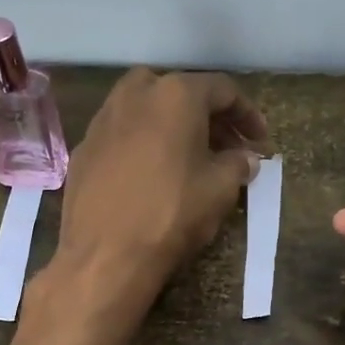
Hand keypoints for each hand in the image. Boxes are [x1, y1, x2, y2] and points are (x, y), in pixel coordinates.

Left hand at [55, 68, 266, 310]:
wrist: (104, 254)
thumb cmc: (171, 213)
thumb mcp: (220, 189)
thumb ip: (237, 164)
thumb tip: (245, 159)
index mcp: (175, 94)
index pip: (222, 90)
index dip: (247, 114)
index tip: (260, 140)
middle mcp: (134, 95)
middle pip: (179, 92)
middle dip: (207, 116)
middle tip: (227, 146)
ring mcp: (102, 120)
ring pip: (145, 110)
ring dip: (172, 127)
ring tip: (190, 158)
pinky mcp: (83, 149)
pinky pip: (122, 136)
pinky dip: (143, 145)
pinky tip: (152, 174)